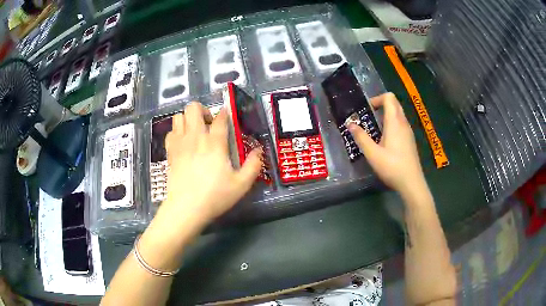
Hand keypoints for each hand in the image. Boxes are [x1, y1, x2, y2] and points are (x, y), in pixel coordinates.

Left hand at [160, 102, 261, 226]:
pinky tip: (183, 143)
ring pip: (179, 116)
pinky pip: (170, 132)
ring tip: (195, 131)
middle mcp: (195, 137)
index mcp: (214, 143)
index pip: (220, 118)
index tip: (227, 116)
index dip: (225, 113)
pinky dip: (177, 132)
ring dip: (188, 119)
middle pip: (193, 108)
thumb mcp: (241, 184)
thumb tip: (259, 151)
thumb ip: (253, 165)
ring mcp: (180, 143)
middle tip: (209, 124)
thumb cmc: (215, 196)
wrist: (186, 208)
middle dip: (202, 110)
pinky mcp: (170, 152)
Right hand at [348, 93, 425, 196]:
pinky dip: (392, 124)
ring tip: (375, 129)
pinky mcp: (410, 140)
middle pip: (394, 104)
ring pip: (398, 114)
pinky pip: (401, 124)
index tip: (367, 109)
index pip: (389, 98)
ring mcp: (408, 132)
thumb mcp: (372, 153)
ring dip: (386, 115)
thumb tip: (350, 124)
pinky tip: (385, 140)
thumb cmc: (392, 166)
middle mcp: (403, 123)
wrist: (411, 182)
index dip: (377, 99)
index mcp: (395, 122)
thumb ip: (361, 137)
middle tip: (369, 117)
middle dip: (381, 105)